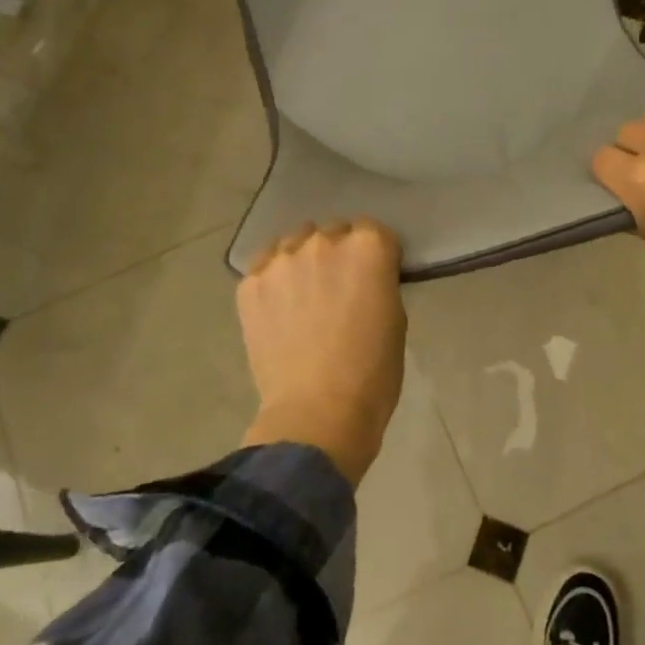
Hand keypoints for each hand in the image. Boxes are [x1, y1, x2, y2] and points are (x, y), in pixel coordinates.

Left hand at [236, 219, 406, 486]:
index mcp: (367, 247)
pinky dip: (273, 281)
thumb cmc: (372, 372)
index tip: (372, 277)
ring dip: (302, 260)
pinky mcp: (249, 284)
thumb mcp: (395, 319)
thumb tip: (363, 280)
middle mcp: (323, 241)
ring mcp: (280, 260)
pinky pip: (264, 268)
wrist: (317, 413)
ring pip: (293, 243)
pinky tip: (278, 309)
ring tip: (302, 294)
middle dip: (337, 254)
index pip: (373, 231)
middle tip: (337, 288)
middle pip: (332, 232)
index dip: (374, 255)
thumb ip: (379, 284)